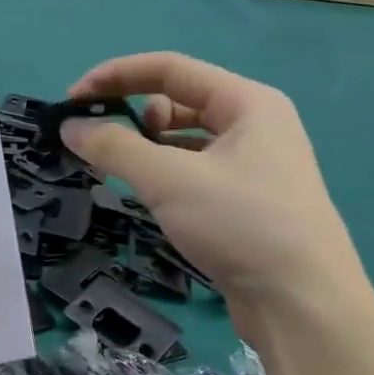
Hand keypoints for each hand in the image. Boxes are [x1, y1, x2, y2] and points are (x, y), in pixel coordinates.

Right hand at [62, 53, 368, 327]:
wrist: (303, 305)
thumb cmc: (242, 225)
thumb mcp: (170, 180)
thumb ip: (115, 147)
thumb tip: (70, 127)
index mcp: (247, 102)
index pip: (170, 69)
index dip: (116, 76)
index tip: (73, 99)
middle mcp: (255, 125)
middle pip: (179, 101)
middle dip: (132, 115)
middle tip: (97, 142)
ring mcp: (254, 165)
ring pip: (186, 139)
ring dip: (147, 147)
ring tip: (118, 171)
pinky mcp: (247, 200)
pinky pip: (195, 170)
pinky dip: (165, 174)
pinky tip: (147, 196)